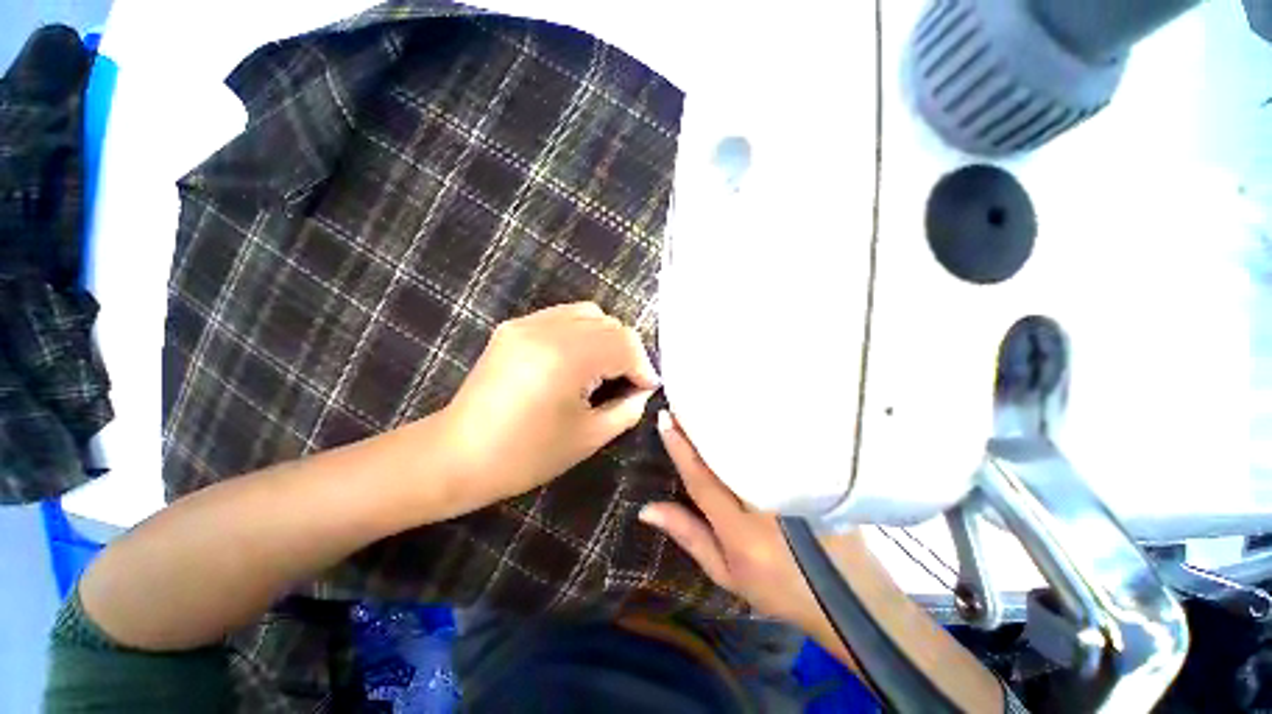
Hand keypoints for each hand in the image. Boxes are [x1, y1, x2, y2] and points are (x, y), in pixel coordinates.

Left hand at [442, 302, 659, 506]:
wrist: (457, 455)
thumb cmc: (526, 455)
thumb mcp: (588, 437)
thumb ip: (627, 409)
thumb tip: (642, 390)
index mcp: (568, 358)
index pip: (624, 344)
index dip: (643, 366)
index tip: (647, 388)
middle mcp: (549, 329)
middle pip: (610, 324)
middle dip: (628, 352)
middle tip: (628, 381)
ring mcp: (528, 324)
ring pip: (589, 313)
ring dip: (606, 338)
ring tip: (605, 368)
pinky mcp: (514, 327)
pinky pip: (563, 317)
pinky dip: (582, 333)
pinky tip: (577, 359)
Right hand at [639, 411, 859, 634]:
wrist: (847, 594)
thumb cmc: (776, 588)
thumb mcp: (725, 572)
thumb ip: (688, 535)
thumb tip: (646, 509)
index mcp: (741, 533)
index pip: (702, 480)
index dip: (680, 449)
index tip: (665, 418)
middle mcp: (768, 506)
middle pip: (729, 455)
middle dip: (704, 425)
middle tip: (685, 399)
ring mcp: (796, 489)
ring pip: (756, 447)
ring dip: (731, 422)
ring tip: (712, 399)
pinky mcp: (816, 479)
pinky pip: (781, 447)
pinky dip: (761, 429)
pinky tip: (748, 412)